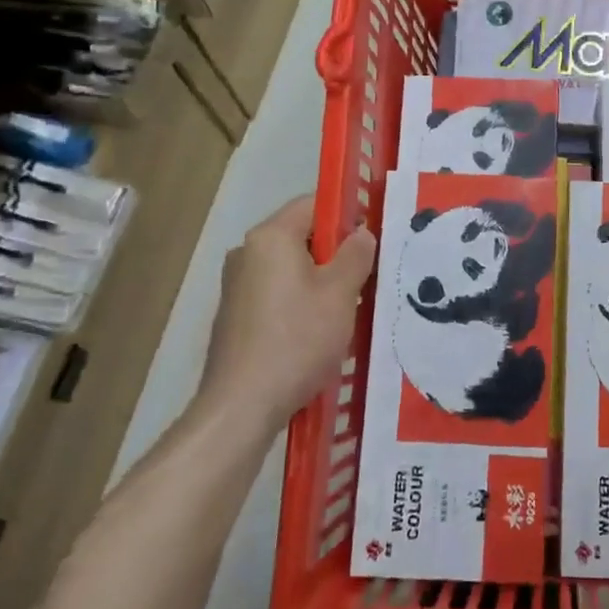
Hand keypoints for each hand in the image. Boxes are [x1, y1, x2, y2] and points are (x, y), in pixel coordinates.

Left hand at [199, 195, 376, 432]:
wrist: (242, 405)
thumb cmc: (297, 340)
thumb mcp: (340, 294)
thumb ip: (356, 255)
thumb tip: (362, 232)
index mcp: (270, 237)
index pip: (313, 204)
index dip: (347, 214)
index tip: (373, 237)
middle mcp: (247, 252)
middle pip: (301, 236)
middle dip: (336, 252)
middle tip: (367, 276)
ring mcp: (236, 285)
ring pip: (290, 268)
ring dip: (320, 281)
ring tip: (348, 308)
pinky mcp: (235, 316)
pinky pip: (276, 293)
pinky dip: (300, 302)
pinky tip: (318, 332)